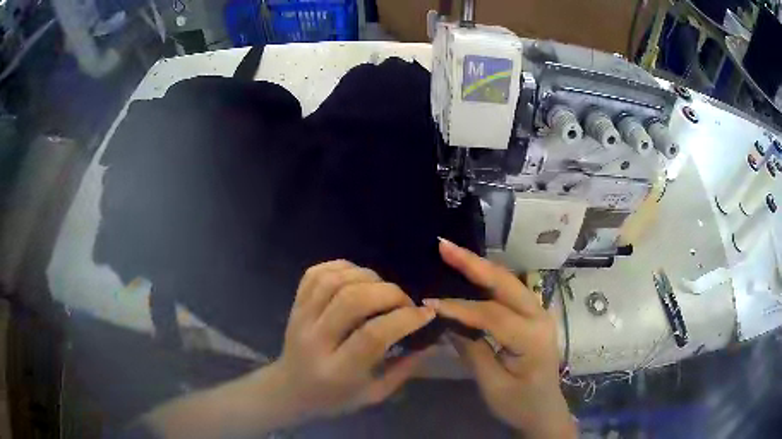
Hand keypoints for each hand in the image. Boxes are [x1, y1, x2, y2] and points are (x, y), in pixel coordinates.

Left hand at [267, 260, 434, 420]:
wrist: (290, 389)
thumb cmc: (335, 398)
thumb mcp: (374, 394)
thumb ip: (403, 369)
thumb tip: (431, 341)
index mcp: (337, 370)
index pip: (372, 335)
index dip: (404, 319)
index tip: (426, 314)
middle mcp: (315, 340)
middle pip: (352, 300)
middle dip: (390, 293)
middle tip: (406, 302)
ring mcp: (300, 318)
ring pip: (334, 281)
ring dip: (368, 277)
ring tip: (383, 290)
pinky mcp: (294, 304)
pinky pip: (316, 273)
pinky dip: (343, 267)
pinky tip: (358, 278)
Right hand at [425, 239, 576, 438]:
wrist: (545, 410)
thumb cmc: (519, 404)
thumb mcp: (492, 385)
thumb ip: (472, 351)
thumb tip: (447, 323)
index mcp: (532, 338)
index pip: (491, 314)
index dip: (458, 307)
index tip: (429, 302)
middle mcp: (540, 317)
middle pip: (505, 283)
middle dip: (473, 263)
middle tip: (443, 246)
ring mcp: (539, 313)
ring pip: (508, 282)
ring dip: (480, 266)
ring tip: (453, 253)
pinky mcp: (533, 316)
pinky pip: (510, 291)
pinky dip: (488, 279)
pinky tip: (471, 272)